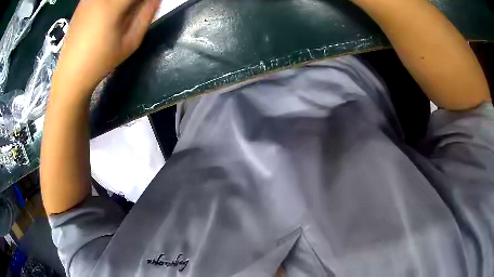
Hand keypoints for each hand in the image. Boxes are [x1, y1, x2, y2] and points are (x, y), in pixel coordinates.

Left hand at [53, 0, 159, 95]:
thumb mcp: (131, 42)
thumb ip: (147, 14)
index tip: (147, 5)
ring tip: (123, 12)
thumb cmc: (101, 61)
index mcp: (113, 5)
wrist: (70, 73)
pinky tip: (107, 13)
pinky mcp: (82, 2)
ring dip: (122, 2)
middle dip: (133, 1)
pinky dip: (109, 4)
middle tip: (136, 9)